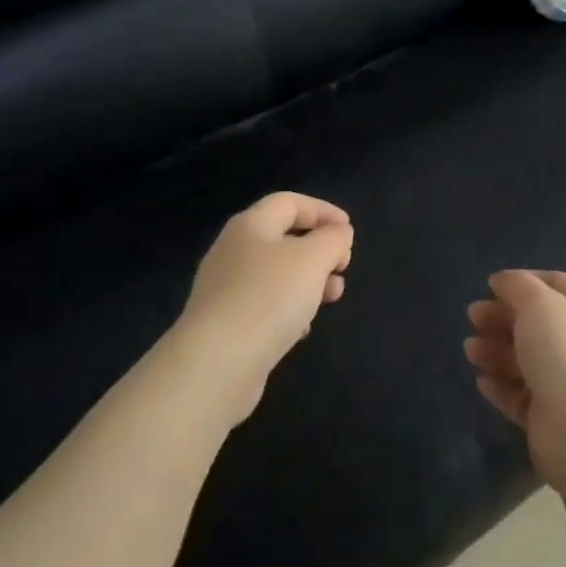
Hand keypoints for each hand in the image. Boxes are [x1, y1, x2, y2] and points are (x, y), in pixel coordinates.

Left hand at [178, 192, 352, 423]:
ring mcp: (225, 289)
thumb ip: (332, 240)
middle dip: (319, 250)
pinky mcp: (225, 325)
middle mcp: (233, 251)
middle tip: (343, 268)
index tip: (349, 230)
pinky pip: (264, 306)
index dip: (322, 211)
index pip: (289, 202)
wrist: (216, 364)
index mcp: (250, 225)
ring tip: (332, 298)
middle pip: (283, 238)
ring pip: (276, 274)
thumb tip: (338, 233)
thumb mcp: (313, 259)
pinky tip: (302, 329)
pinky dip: (288, 309)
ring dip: (309, 281)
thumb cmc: (268, 298)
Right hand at [465, 270, 565, 485]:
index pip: (555, 284)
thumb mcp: (537, 301)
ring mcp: (565, 381)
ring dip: (494, 350)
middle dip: (501, 317)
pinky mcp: (549, 415)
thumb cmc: (561, 349)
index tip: (493, 285)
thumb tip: (502, 280)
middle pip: (534, 323)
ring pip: (524, 359)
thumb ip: (516, 285)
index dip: (524, 281)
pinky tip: (481, 381)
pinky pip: (519, 394)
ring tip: (469, 350)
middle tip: (472, 316)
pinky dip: (500, 385)